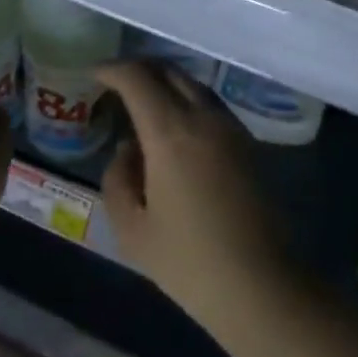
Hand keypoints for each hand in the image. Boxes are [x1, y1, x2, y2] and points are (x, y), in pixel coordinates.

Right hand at [96, 61, 290, 324]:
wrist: (263, 286)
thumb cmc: (189, 262)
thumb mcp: (132, 229)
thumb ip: (118, 178)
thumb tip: (129, 148)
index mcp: (170, 131)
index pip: (137, 77)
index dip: (112, 69)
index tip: (94, 74)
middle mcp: (204, 117)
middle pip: (169, 71)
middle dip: (139, 69)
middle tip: (115, 83)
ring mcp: (232, 127)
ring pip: (193, 84)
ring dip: (165, 83)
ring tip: (143, 102)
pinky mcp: (250, 142)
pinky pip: (211, 105)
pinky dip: (186, 100)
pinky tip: (175, 127)